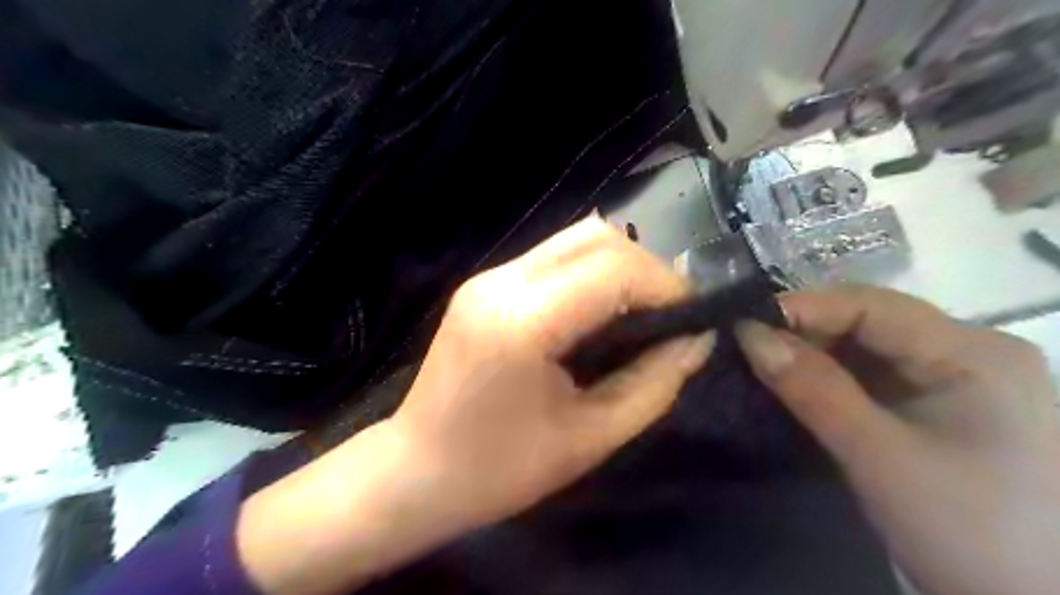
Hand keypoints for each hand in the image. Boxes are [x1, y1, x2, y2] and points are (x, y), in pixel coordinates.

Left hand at [389, 217, 711, 531]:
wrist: (416, 471)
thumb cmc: (500, 470)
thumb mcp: (591, 438)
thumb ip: (653, 383)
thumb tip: (697, 341)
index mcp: (523, 321)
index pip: (613, 269)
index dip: (666, 285)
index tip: (694, 318)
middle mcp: (501, 282)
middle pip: (594, 236)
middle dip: (645, 267)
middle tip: (669, 313)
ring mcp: (487, 277)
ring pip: (573, 240)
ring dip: (618, 267)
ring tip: (640, 313)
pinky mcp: (483, 285)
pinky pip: (551, 259)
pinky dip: (589, 274)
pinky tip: (598, 314)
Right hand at [735, 287, 1059, 591]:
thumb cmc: (966, 531)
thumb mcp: (878, 455)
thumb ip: (812, 388)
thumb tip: (749, 333)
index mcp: (974, 352)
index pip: (871, 306)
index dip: (802, 309)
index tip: (743, 326)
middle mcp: (970, 352)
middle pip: (869, 322)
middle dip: (804, 333)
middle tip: (748, 351)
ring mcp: (957, 379)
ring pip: (867, 349)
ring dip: (813, 356)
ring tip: (763, 366)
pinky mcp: (941, 406)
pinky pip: (874, 376)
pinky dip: (831, 379)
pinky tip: (798, 388)